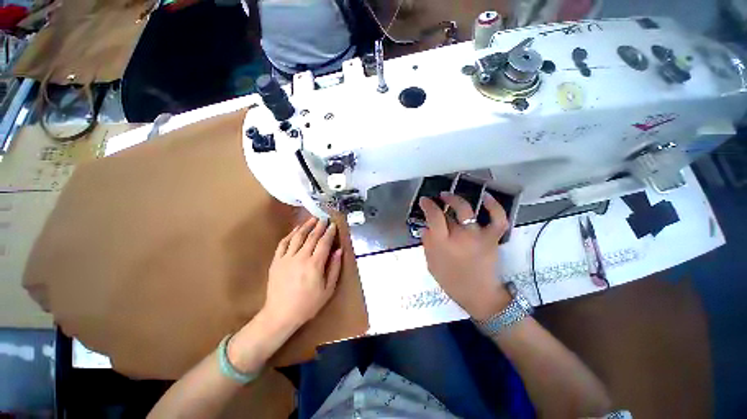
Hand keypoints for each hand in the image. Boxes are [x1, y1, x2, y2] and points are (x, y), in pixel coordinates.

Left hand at [263, 217, 342, 331]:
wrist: (280, 314)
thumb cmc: (308, 304)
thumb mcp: (328, 290)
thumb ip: (334, 268)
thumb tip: (339, 251)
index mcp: (315, 264)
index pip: (324, 242)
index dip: (329, 232)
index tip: (333, 224)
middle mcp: (301, 257)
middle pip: (312, 237)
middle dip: (319, 226)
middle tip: (324, 218)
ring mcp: (286, 258)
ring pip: (297, 237)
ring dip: (306, 226)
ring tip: (312, 219)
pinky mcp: (276, 261)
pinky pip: (283, 243)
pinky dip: (290, 234)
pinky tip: (295, 229)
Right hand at [419, 192, 510, 320]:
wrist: (479, 295)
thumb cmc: (451, 281)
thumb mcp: (431, 264)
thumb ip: (427, 244)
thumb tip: (425, 227)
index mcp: (443, 244)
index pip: (434, 217)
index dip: (428, 205)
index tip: (424, 201)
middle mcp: (460, 236)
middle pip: (448, 212)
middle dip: (440, 201)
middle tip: (437, 198)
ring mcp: (478, 236)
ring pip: (467, 210)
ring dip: (457, 199)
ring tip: (449, 195)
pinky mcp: (491, 238)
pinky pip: (497, 219)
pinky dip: (494, 206)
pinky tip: (486, 197)